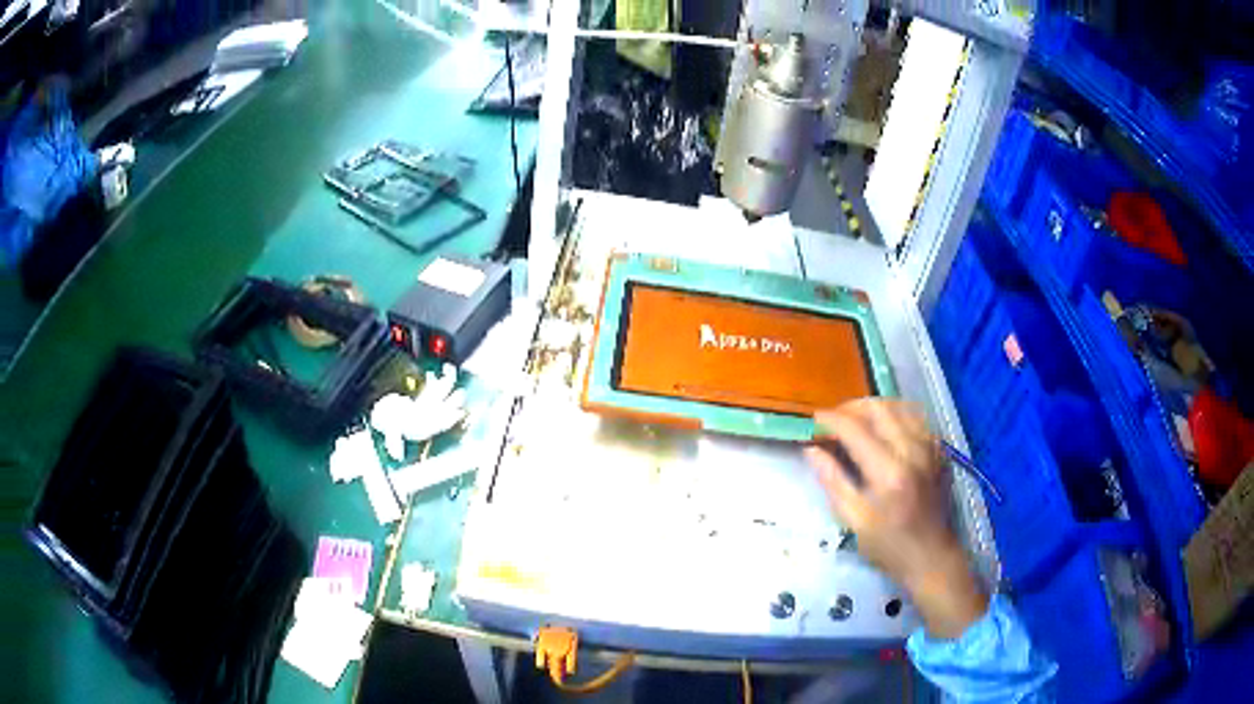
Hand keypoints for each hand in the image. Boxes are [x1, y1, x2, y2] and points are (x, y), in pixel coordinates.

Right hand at [805, 399, 987, 638]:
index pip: (855, 429)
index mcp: (889, 472)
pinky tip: (884, 431)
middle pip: (879, 408)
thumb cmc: (889, 546)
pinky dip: (895, 416)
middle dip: (851, 408)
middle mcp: (913, 451)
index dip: (831, 420)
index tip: (813, 421)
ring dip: (873, 408)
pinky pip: (915, 419)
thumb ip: (833, 481)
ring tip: (856, 422)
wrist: (932, 556)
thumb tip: (811, 450)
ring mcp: (930, 448)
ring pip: (899, 407)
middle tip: (833, 421)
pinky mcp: (939, 450)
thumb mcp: (854, 521)